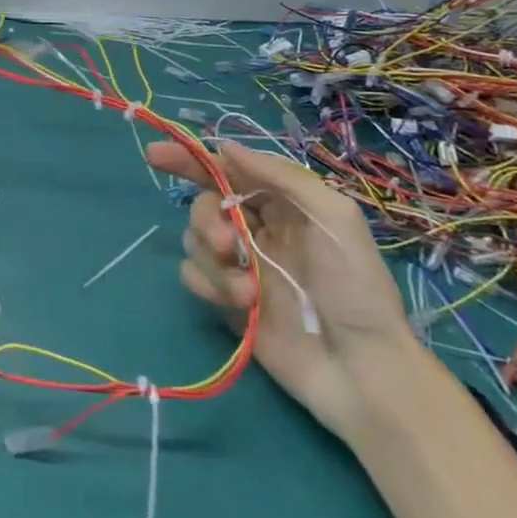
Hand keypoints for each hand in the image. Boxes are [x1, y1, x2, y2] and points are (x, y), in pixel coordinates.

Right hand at [145, 139, 411, 437]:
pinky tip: (238, 303)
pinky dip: (207, 284)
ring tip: (248, 291)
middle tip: (229, 245)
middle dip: (207, 219)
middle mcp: (256, 229)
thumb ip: (281, 176)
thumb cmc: (356, 287)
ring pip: (195, 240)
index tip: (155, 156)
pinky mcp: (226, 300)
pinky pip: (193, 276)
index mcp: (282, 205)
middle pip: (204, 205)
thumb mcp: (334, 217)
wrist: (361, 370)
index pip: (228, 171)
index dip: (191, 160)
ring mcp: (240, 266)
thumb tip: (225, 147)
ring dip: (214, 261)